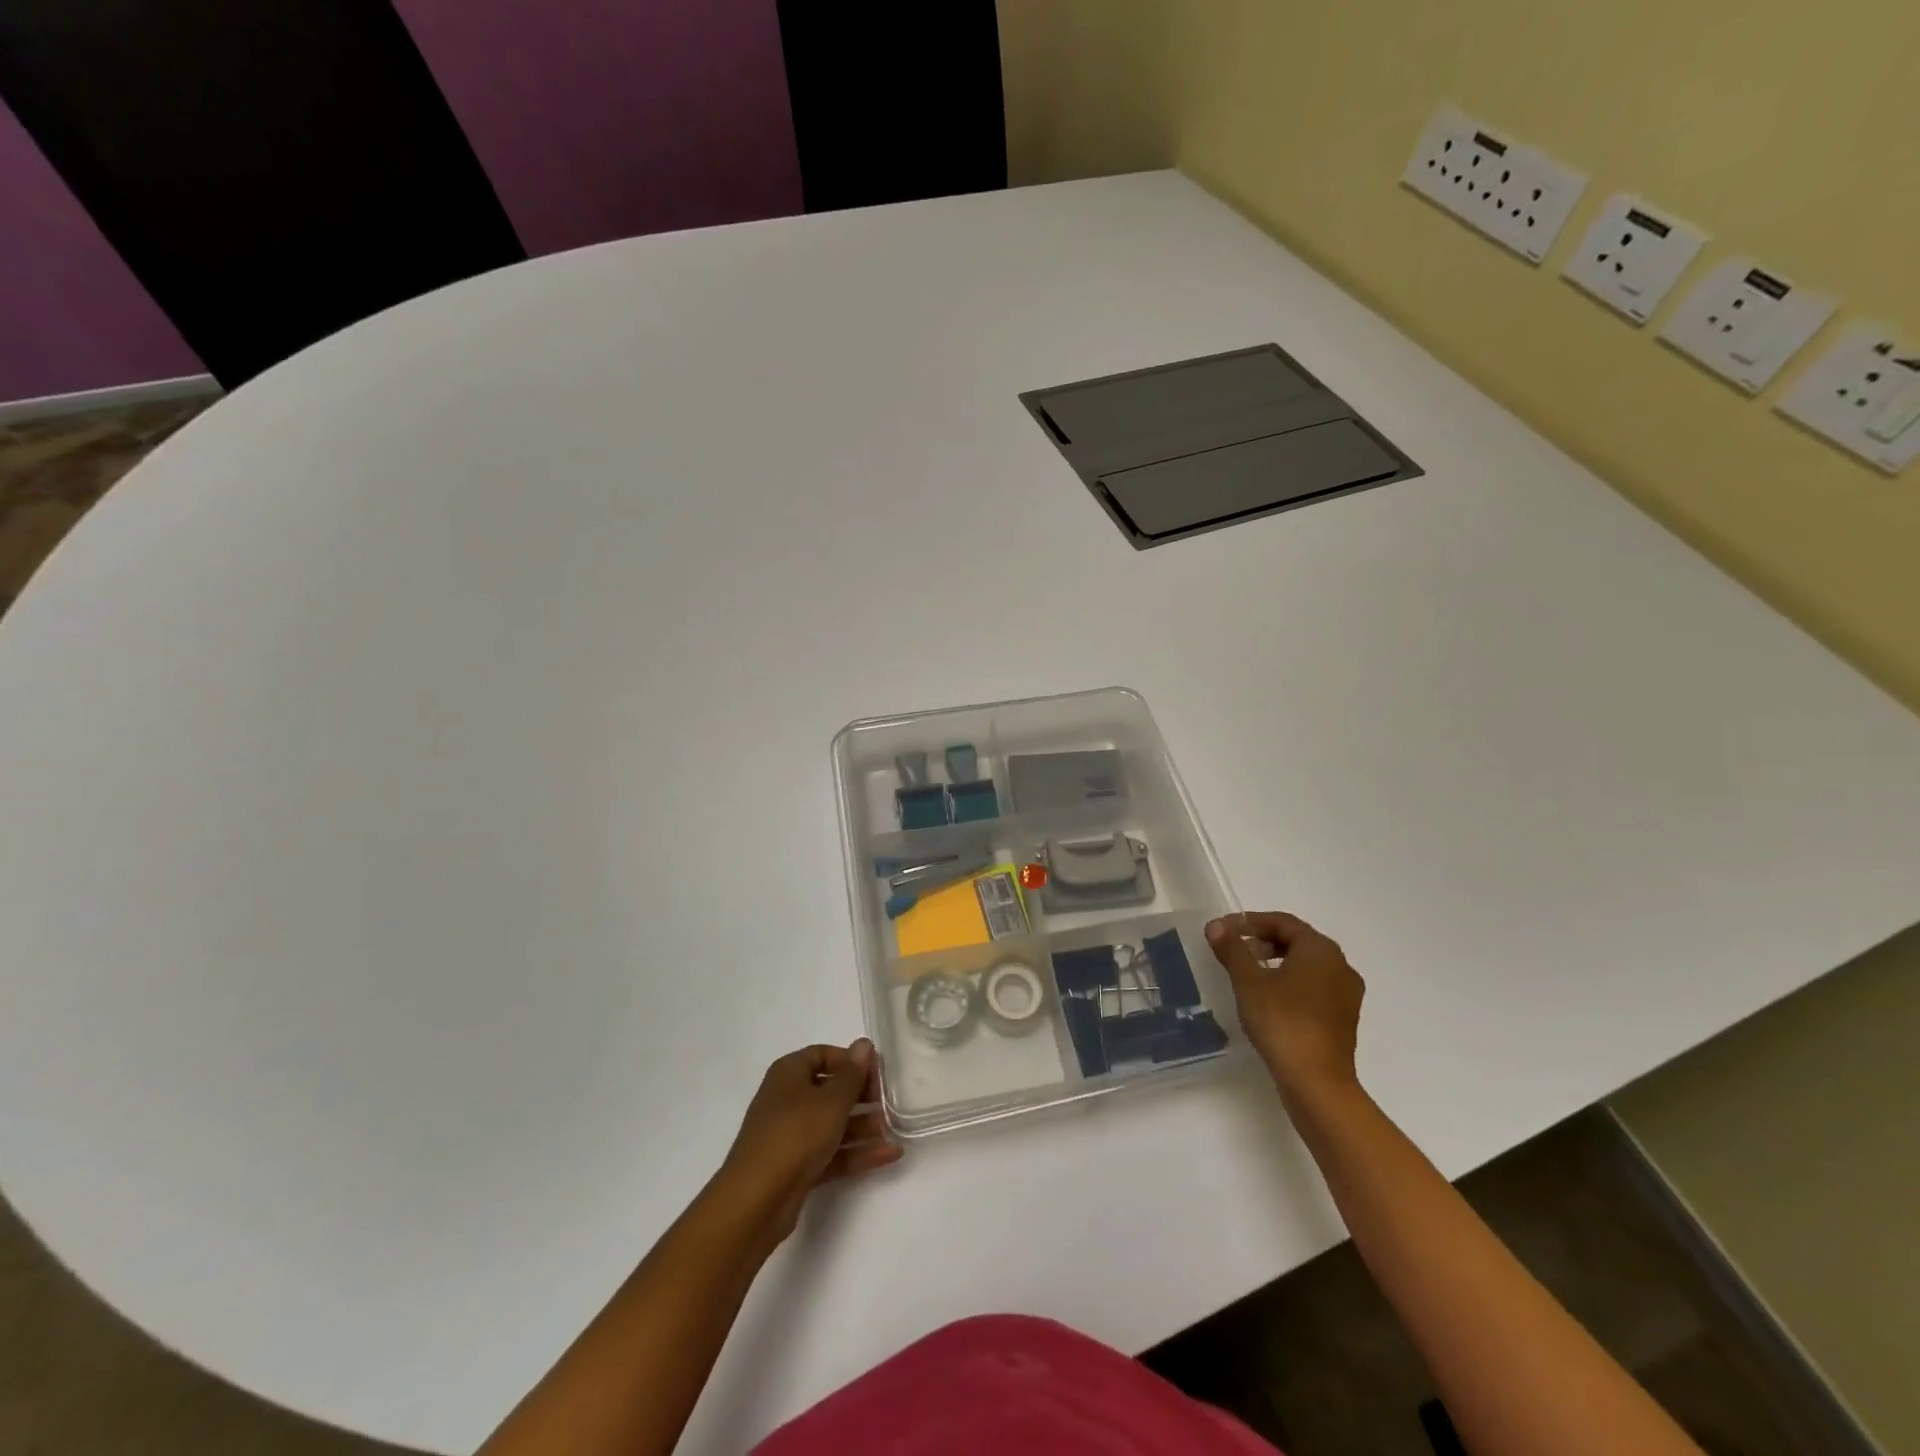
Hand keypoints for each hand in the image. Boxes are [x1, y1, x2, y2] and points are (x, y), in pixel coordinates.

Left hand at [716, 1040, 901, 1243]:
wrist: (755, 1202)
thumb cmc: (796, 1135)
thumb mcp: (832, 1100)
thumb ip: (852, 1074)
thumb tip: (864, 1044)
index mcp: (789, 1074)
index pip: (823, 1055)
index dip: (851, 1061)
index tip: (878, 1073)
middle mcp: (787, 1100)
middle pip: (830, 1090)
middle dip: (861, 1096)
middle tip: (890, 1103)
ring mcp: (791, 1136)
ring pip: (832, 1124)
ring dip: (863, 1126)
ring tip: (895, 1129)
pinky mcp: (796, 1168)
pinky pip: (831, 1152)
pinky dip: (856, 1152)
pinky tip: (889, 1154)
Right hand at [1206, 912, 1364, 1104]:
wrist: (1317, 1083)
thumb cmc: (1282, 1022)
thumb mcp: (1248, 982)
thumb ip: (1232, 949)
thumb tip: (1216, 926)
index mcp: (1321, 949)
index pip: (1282, 922)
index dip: (1249, 922)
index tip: (1223, 931)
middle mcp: (1340, 966)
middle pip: (1297, 941)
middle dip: (1262, 941)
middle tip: (1233, 951)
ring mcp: (1346, 994)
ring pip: (1306, 965)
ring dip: (1276, 963)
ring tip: (1247, 975)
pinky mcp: (1343, 1018)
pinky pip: (1314, 987)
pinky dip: (1290, 984)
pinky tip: (1269, 1000)